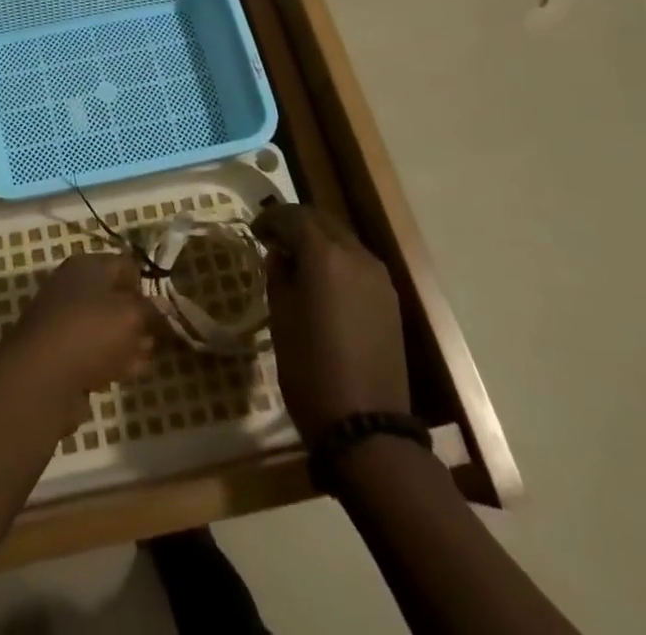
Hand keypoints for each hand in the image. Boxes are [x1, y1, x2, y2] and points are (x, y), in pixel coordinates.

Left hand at [2, 253, 154, 410]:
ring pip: (104, 328)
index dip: (147, 285)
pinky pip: (91, 353)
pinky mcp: (58, 354)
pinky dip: (108, 362)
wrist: (41, 377)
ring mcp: (63, 321)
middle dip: (138, 318)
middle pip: (114, 298)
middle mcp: (72, 287)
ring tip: (144, 359)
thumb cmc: (90, 331)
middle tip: (157, 338)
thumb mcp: (132, 315)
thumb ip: (152, 311)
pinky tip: (122, 375)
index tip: (164, 309)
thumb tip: (162, 310)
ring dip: (126, 343)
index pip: (126, 265)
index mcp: (87, 266)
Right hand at [254, 204, 409, 440]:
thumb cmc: (310, 369)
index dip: (271, 219)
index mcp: (325, 255)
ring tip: (297, 260)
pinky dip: (337, 259)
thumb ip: (279, 275)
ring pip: (343, 239)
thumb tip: (280, 255)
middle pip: (323, 221)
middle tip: (274, 239)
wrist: (366, 427)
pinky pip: (358, 263)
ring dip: (319, 240)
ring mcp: (378, 277)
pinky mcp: (390, 299)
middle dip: (296, 223)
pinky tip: (323, 281)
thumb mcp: (280, 317)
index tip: (255, 232)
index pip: (293, 217)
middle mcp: (356, 255)